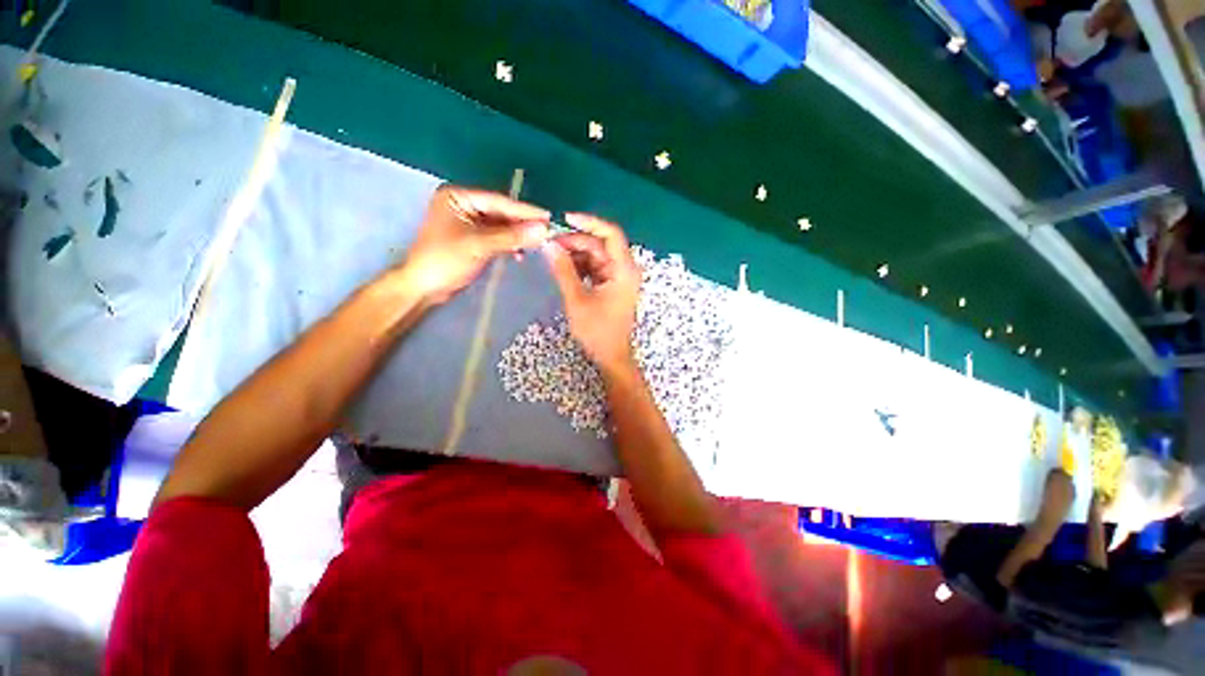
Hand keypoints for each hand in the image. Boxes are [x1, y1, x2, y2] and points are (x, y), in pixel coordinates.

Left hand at [399, 186, 549, 303]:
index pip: (498, 201)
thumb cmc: (445, 260)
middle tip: (548, 231)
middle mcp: (463, 204)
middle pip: (501, 212)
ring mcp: (468, 222)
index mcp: (458, 197)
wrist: (424, 288)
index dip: (525, 210)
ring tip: (538, 244)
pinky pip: (496, 237)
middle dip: (523, 224)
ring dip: (517, 236)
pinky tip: (520, 254)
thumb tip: (544, 229)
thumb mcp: (480, 246)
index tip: (549, 217)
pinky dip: (508, 244)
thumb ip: (512, 237)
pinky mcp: (472, 238)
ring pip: (500, 226)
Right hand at [542, 213, 639, 374]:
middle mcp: (624, 269)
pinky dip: (580, 265)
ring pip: (596, 255)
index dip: (589, 222)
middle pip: (600, 244)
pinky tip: (563, 268)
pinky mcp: (611, 284)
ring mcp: (618, 277)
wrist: (610, 355)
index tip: (565, 219)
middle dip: (575, 241)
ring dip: (575, 253)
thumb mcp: (577, 300)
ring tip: (552, 257)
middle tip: (550, 246)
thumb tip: (549, 245)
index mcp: (624, 270)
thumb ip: (563, 271)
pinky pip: (595, 267)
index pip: (611, 234)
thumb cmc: (597, 331)